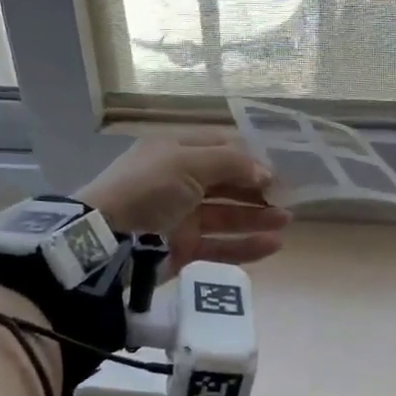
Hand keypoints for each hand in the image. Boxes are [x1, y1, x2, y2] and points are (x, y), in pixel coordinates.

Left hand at [77, 132, 290, 276]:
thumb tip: (266, 172)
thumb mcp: (188, 162)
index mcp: (175, 152)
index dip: (248, 157)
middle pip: (226, 183)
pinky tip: (273, 244)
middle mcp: (179, 182)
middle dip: (256, 189)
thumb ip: (231, 164)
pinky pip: (220, 246)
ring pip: (227, 216)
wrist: (107, 238)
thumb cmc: (148, 188)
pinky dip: (246, 246)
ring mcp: (181, 217)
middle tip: (287, 197)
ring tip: (286, 220)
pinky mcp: (183, 248)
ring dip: (257, 217)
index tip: (276, 168)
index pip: (219, 148)